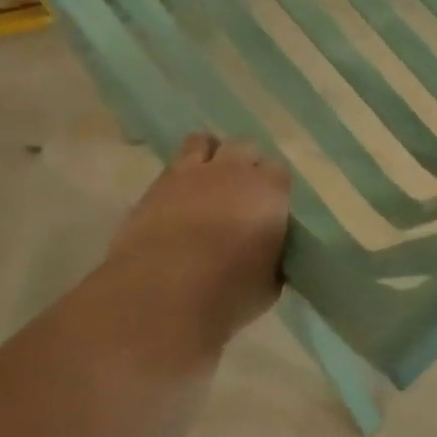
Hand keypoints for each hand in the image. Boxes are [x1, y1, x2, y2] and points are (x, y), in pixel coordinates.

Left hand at [107, 134, 290, 345]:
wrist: (163, 294)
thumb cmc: (229, 291)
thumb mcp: (269, 282)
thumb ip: (273, 257)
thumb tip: (268, 254)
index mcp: (270, 188)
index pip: (279, 172)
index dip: (273, 188)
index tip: (268, 208)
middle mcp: (235, 169)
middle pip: (245, 147)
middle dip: (244, 164)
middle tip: (239, 194)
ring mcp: (193, 172)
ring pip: (204, 142)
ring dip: (209, 156)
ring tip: (206, 182)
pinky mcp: (156, 185)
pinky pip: (172, 165)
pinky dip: (178, 176)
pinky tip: (177, 199)